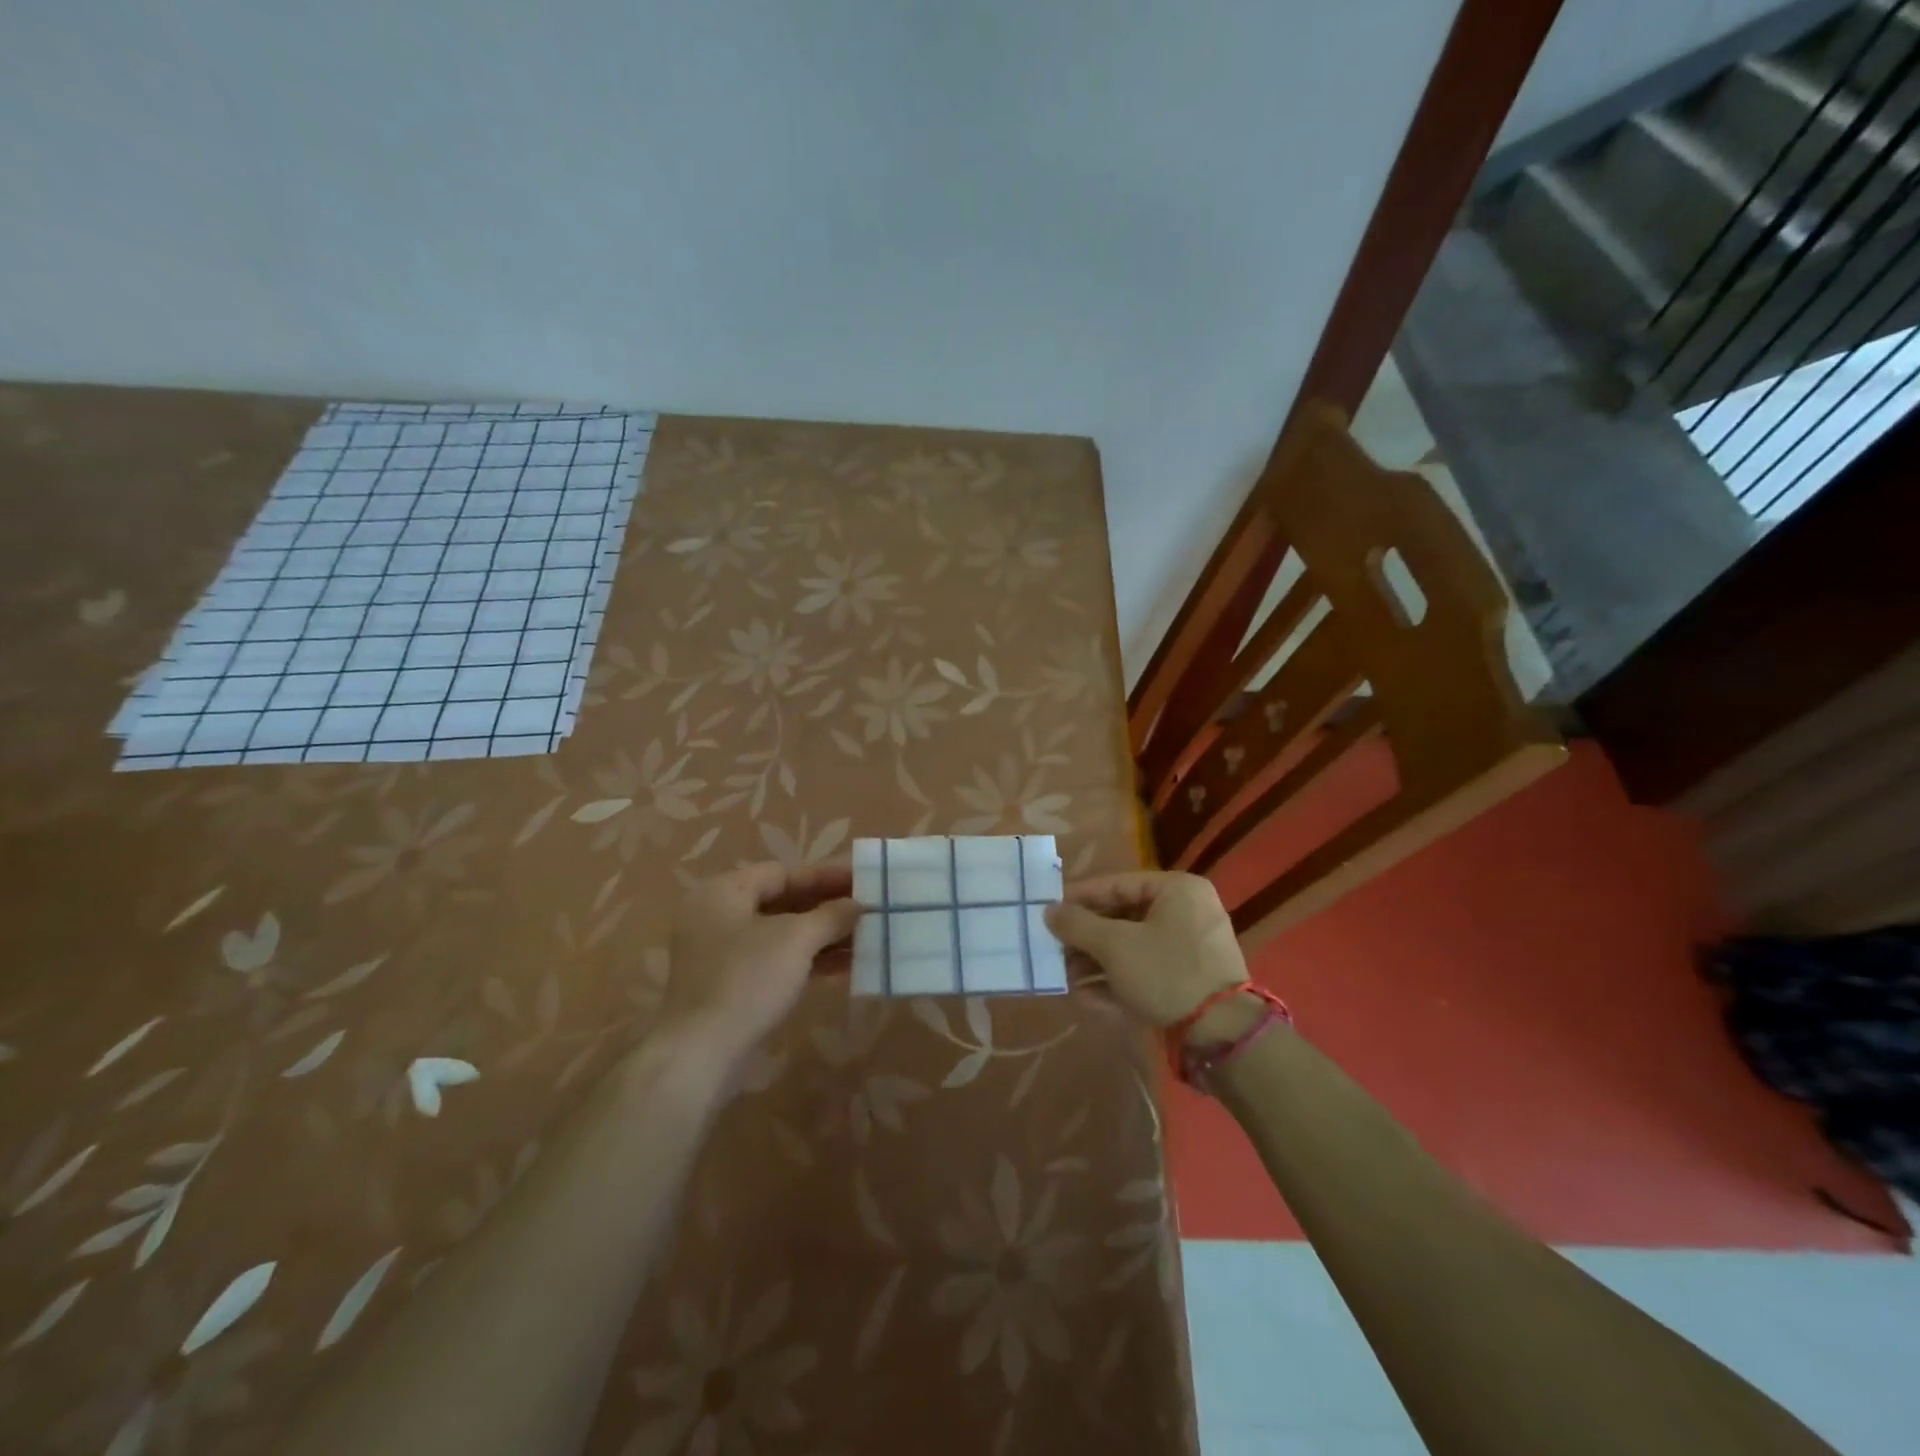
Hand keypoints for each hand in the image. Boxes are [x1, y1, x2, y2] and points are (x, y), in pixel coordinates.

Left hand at [661, 862, 860, 1065]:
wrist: (701, 1054)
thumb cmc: (748, 980)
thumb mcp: (796, 939)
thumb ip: (831, 915)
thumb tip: (857, 904)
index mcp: (723, 892)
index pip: (782, 873)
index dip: (824, 875)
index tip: (862, 879)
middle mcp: (718, 916)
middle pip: (782, 901)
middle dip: (827, 907)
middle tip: (868, 907)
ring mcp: (722, 954)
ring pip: (781, 934)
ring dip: (823, 935)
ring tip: (866, 937)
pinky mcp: (731, 985)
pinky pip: (776, 960)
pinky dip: (808, 960)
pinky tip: (846, 965)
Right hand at [1045, 872, 1247, 1026]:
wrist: (1222, 1035)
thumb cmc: (1166, 972)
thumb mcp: (1115, 945)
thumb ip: (1077, 925)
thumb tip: (1049, 911)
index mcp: (1178, 890)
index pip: (1117, 884)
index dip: (1079, 898)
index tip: (1048, 910)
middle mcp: (1187, 912)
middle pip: (1122, 918)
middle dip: (1086, 938)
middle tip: (1054, 948)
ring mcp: (1191, 949)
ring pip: (1132, 947)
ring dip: (1096, 963)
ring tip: (1065, 978)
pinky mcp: (1190, 981)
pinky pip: (1146, 971)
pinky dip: (1118, 982)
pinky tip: (1087, 998)